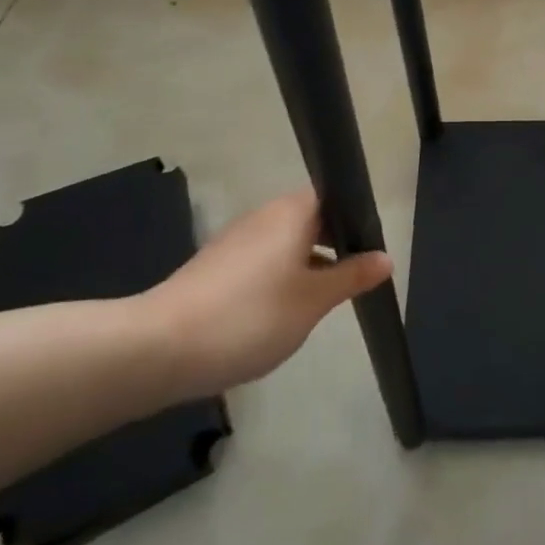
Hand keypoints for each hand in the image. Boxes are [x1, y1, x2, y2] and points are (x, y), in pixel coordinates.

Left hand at [142, 189, 391, 398]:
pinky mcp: (214, 266)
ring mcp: (235, 240)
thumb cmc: (250, 316)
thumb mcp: (313, 301)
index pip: (335, 197)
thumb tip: (385, 257)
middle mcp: (264, 215)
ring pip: (285, 243)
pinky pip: (260, 262)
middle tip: (352, 281)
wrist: (159, 348)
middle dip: (333, 246)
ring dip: (306, 265)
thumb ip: (352, 277)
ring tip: (320, 304)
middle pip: (310, 219)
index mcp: (292, 212)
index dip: (356, 220)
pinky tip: (278, 315)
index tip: (371, 251)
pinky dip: (277, 279)